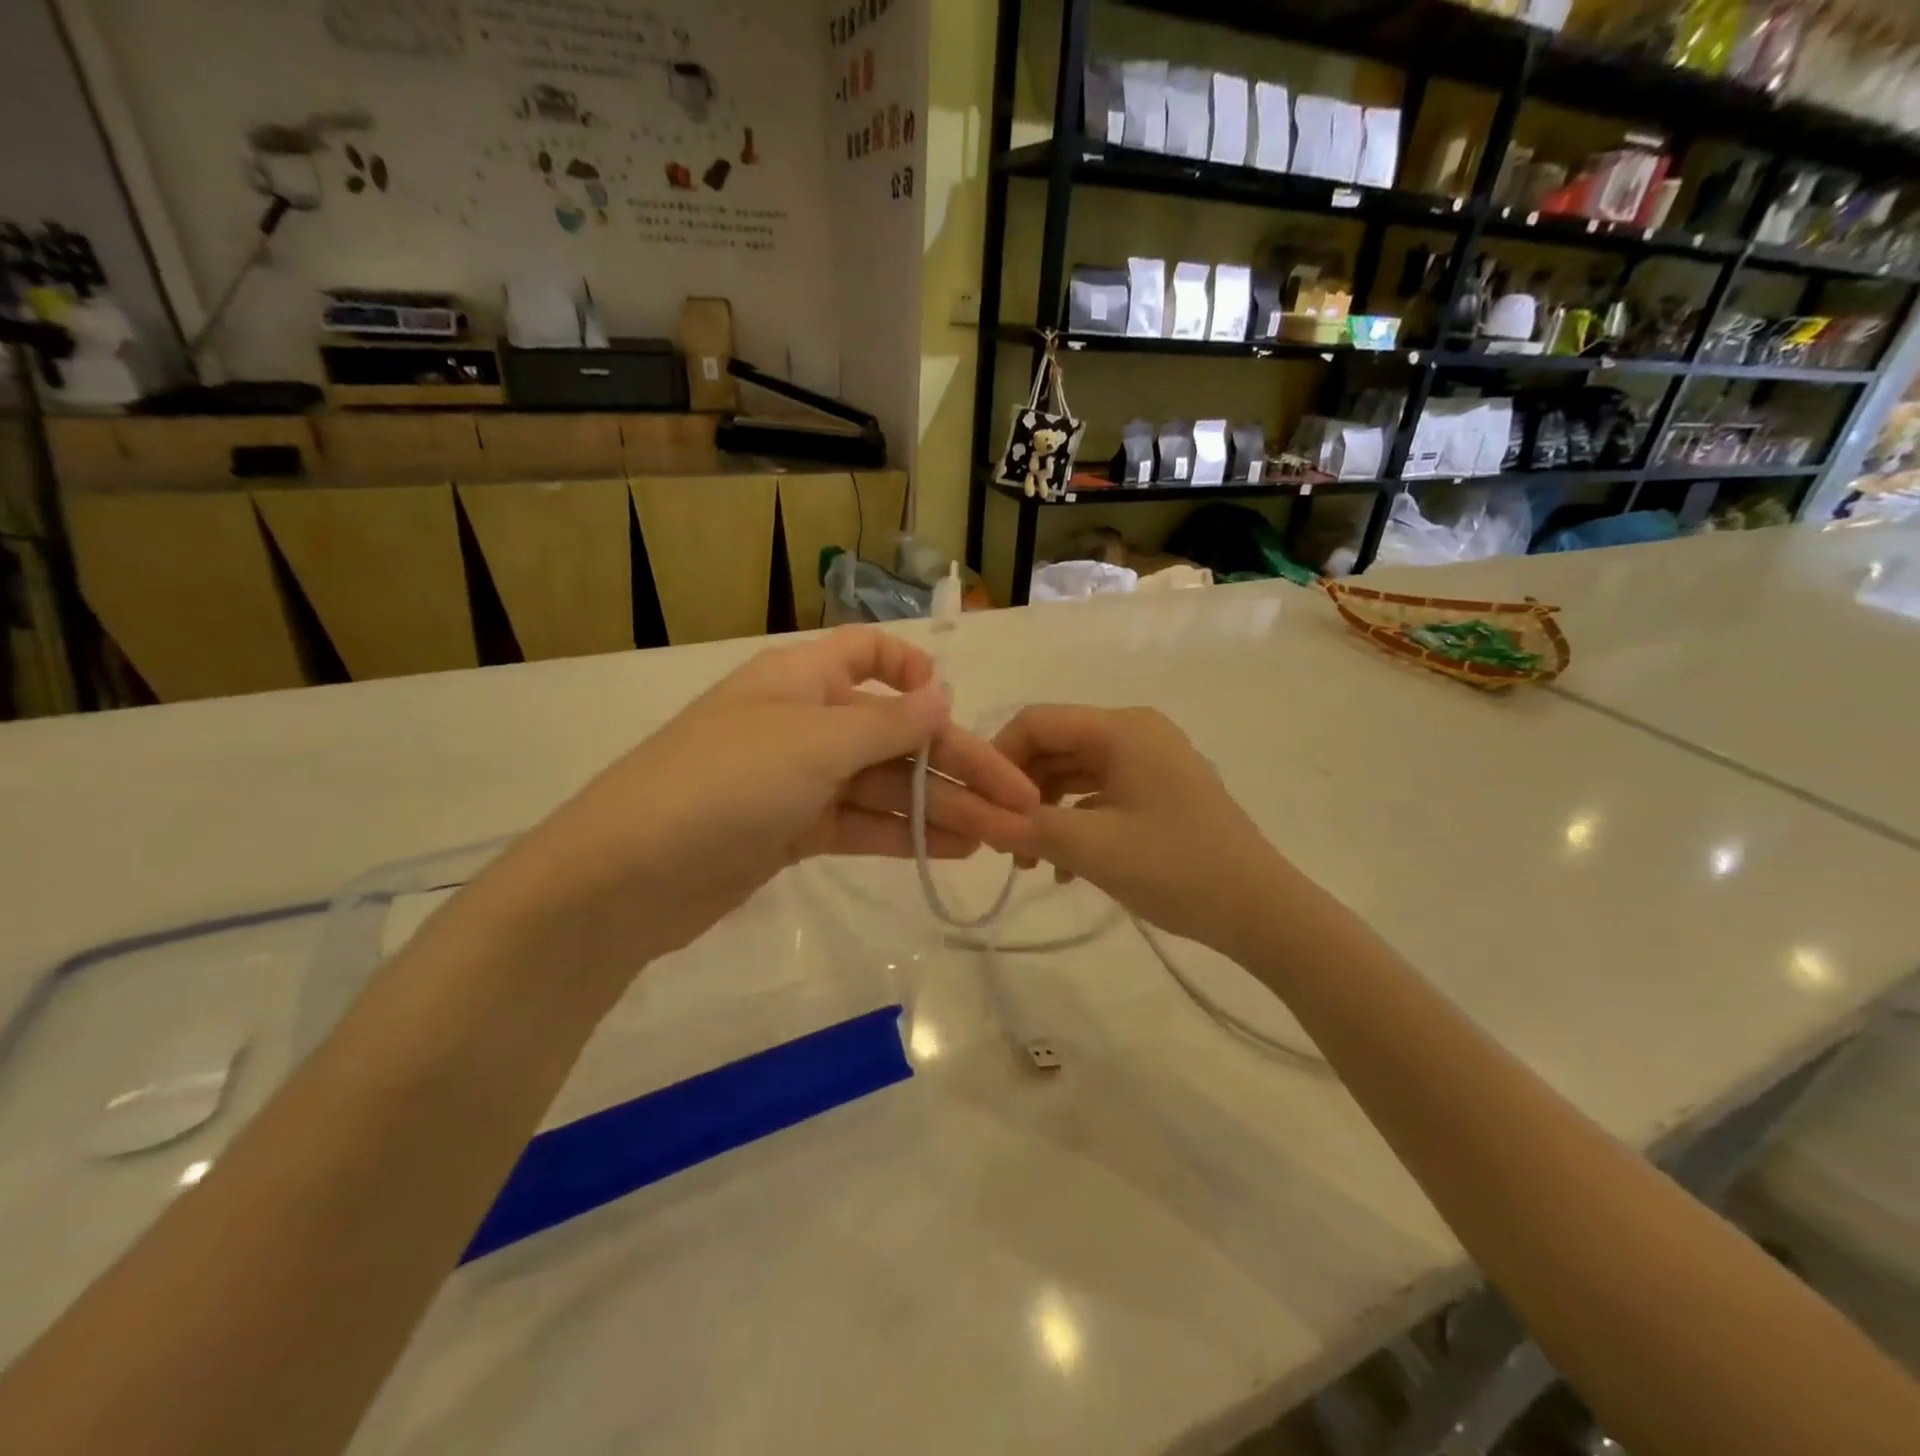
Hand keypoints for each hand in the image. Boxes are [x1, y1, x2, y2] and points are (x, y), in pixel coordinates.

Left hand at [477, 628, 1039, 976]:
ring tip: (1000, 835)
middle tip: (1020, 804)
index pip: (869, 653)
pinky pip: (861, 824)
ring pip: (884, 785)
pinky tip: (952, 849)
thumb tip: (943, 695)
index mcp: (804, 678)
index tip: (952, 708)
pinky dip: (903, 834)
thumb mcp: (815, 742)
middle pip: (895, 734)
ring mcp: (798, 780)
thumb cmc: (725, 783)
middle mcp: (805, 721)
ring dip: (940, 807)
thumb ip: (887, 723)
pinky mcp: (794, 832)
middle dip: (957, 766)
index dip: (913, 672)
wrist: (627, 876)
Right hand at [982, 705, 1290, 955]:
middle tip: (999, 839)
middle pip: (1055, 746)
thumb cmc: (1175, 868)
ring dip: (1045, 812)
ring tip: (1028, 862)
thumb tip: (977, 819)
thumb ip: (1026, 827)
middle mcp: (1135, 733)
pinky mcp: (1159, 792)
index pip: (1037, 722)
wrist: (1260, 910)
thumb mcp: (1091, 848)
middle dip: (1020, 791)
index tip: (978, 805)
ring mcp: (1150, 762)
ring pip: (1075, 773)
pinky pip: (1101, 795)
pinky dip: (1075, 822)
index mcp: (1122, 729)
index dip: (998, 757)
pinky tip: (1064, 870)